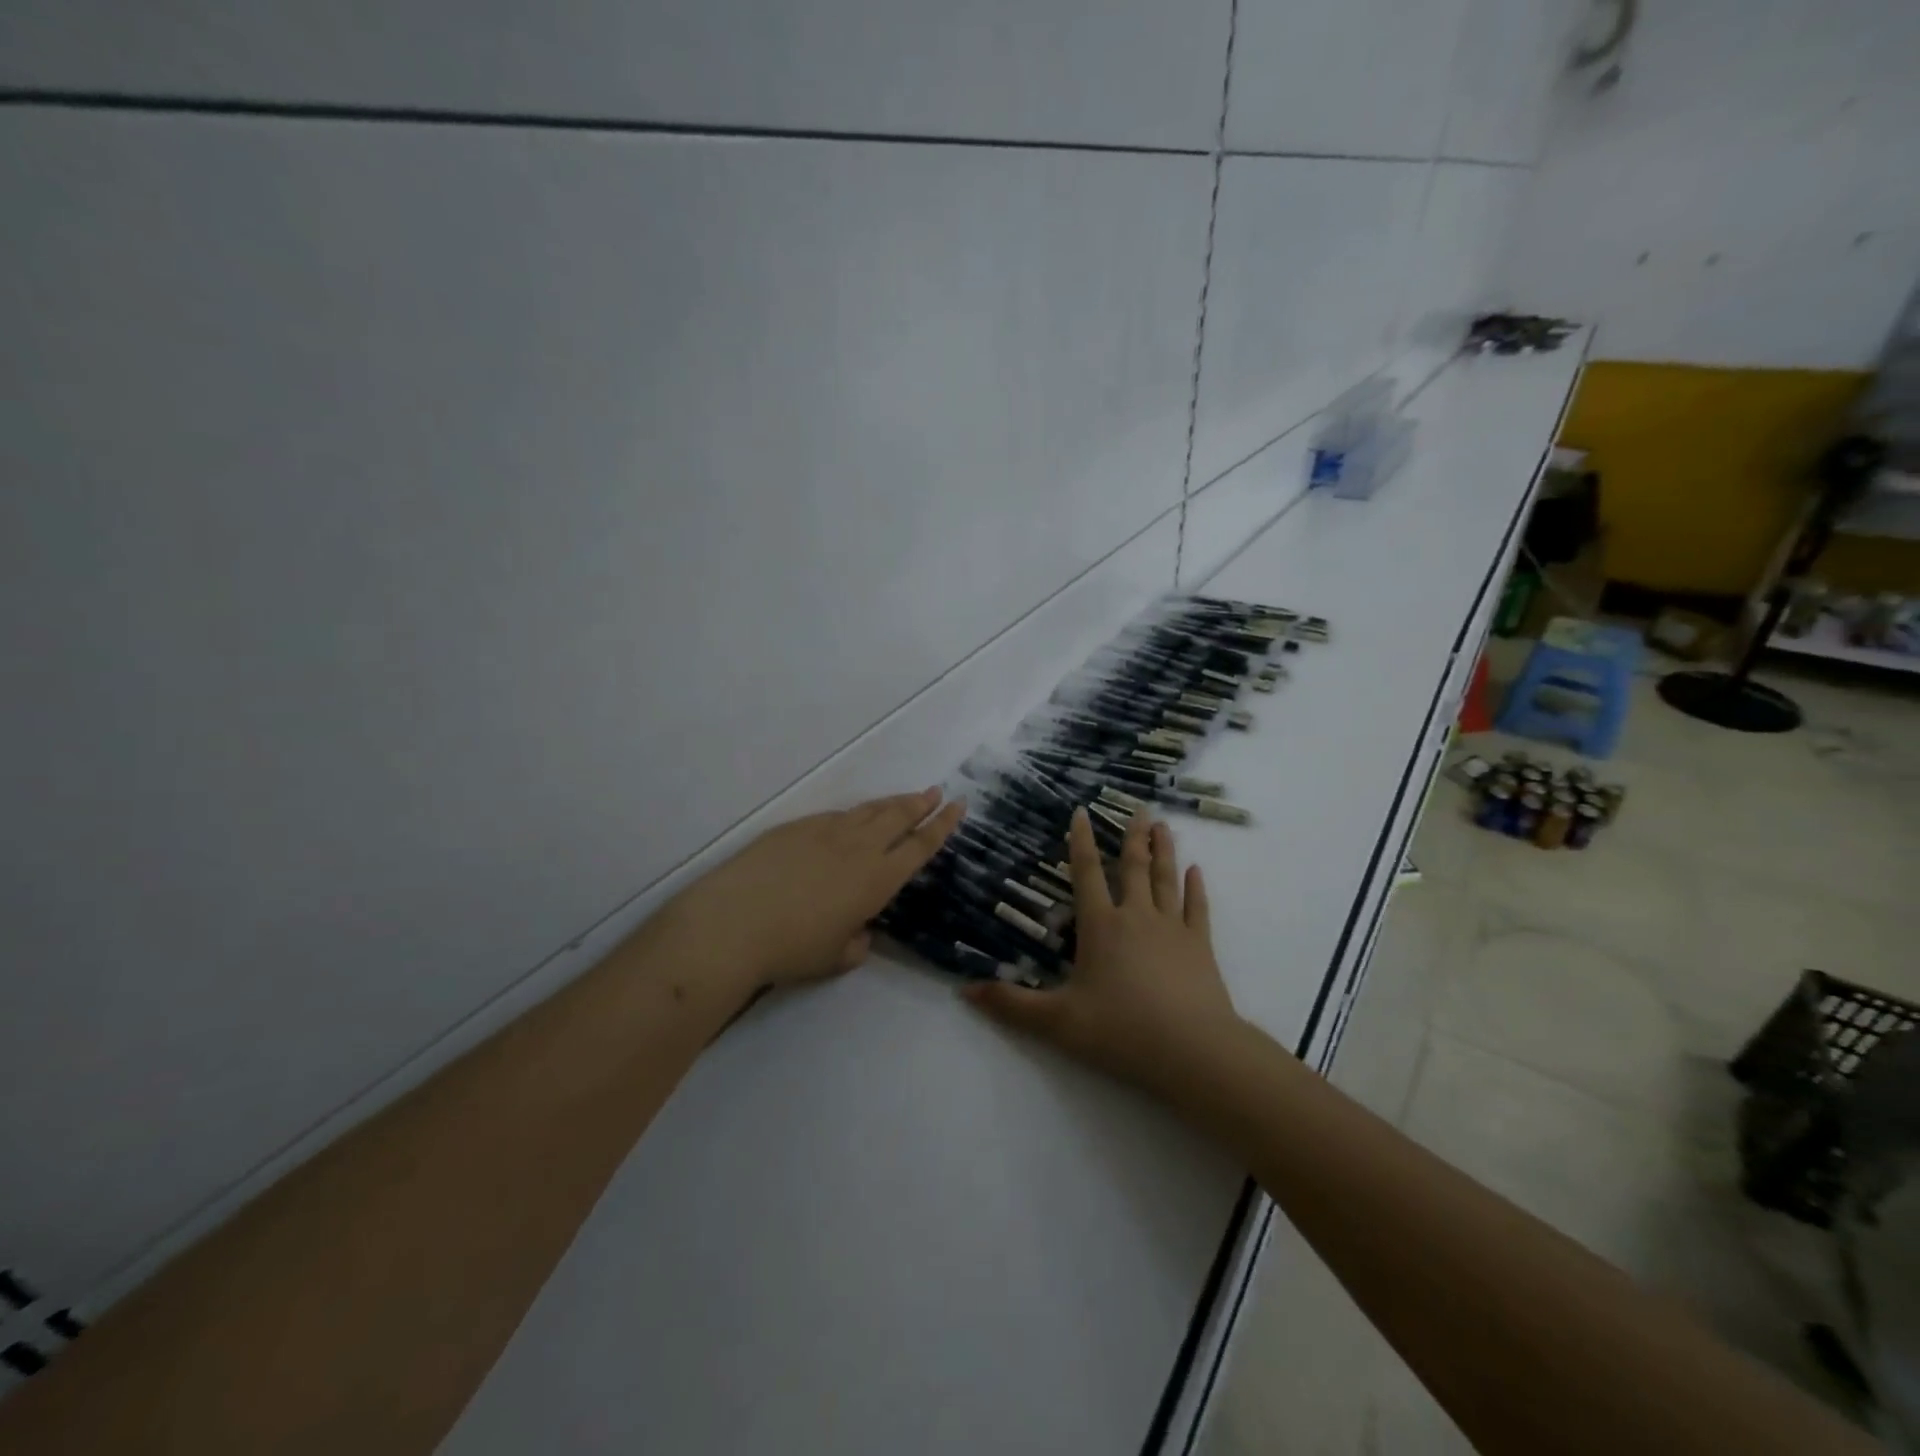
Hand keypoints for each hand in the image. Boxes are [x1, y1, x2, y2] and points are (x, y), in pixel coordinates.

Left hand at [652, 788, 964, 994]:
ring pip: (867, 811)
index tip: (958, 806)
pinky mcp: (795, 828)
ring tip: (904, 798)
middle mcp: (858, 849)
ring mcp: (825, 833)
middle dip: (921, 803)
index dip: (942, 826)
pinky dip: (852, 815)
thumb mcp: (835, 958)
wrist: (733, 923)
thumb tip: (859, 932)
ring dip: (890, 804)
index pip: (920, 846)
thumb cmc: (791, 949)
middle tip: (936, 791)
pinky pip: (835, 817)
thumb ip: (857, 944)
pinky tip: (850, 820)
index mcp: (877, 880)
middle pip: (898, 817)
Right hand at [965, 808, 1244, 1096]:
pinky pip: (1197, 908)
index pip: (1087, 873)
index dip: (1081, 841)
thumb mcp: (1057, 1021)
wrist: (1192, 1050)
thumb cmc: (1120, 1030)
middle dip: (1133, 836)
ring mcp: (1173, 929)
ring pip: (1166, 879)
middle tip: (1140, 808)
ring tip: (1164, 826)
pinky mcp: (1201, 946)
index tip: (1082, 811)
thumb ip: (1011, 1004)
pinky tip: (1197, 871)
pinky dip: (1196, 888)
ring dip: (1164, 851)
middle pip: (1133, 867)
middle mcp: (1136, 917)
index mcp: (1100, 926)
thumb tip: (964, 990)